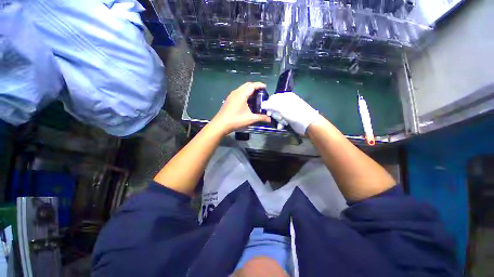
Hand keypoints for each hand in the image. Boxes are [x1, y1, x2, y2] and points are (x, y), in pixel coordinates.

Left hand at [211, 82, 270, 134]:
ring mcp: (231, 95)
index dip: (260, 85)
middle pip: (247, 85)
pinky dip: (243, 93)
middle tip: (261, 92)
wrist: (221, 124)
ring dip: (248, 90)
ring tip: (254, 97)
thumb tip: (269, 120)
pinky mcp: (228, 99)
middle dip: (254, 87)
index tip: (265, 87)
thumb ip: (261, 118)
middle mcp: (236, 92)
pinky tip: (246, 102)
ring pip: (241, 88)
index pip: (252, 86)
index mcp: (242, 94)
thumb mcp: (250, 119)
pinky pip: (238, 92)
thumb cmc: (236, 120)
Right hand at [261, 92, 318, 134]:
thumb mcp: (282, 108)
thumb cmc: (295, 113)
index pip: (272, 98)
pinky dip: (281, 122)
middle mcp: (287, 102)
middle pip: (274, 106)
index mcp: (286, 96)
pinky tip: (282, 125)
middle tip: (277, 117)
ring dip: (278, 119)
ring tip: (282, 122)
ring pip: (277, 113)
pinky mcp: (290, 117)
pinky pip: (281, 118)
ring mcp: (289, 110)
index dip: (268, 105)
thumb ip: (271, 105)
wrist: (308, 124)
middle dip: (274, 113)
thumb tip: (262, 104)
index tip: (267, 112)